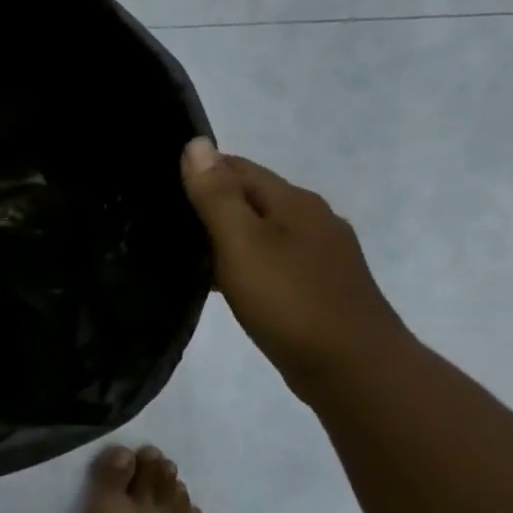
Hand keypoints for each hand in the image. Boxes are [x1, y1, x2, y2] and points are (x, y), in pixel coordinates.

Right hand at [180, 138, 408, 394]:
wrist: (354, 368)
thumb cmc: (290, 301)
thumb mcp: (242, 243)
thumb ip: (217, 195)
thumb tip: (197, 144)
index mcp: (294, 202)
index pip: (238, 168)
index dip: (199, 170)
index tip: (158, 185)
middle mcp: (313, 220)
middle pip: (252, 197)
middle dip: (210, 201)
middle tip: (161, 218)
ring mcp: (321, 255)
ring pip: (261, 230)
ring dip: (224, 234)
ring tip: (182, 250)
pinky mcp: (318, 286)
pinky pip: (270, 259)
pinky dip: (242, 261)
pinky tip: (220, 282)